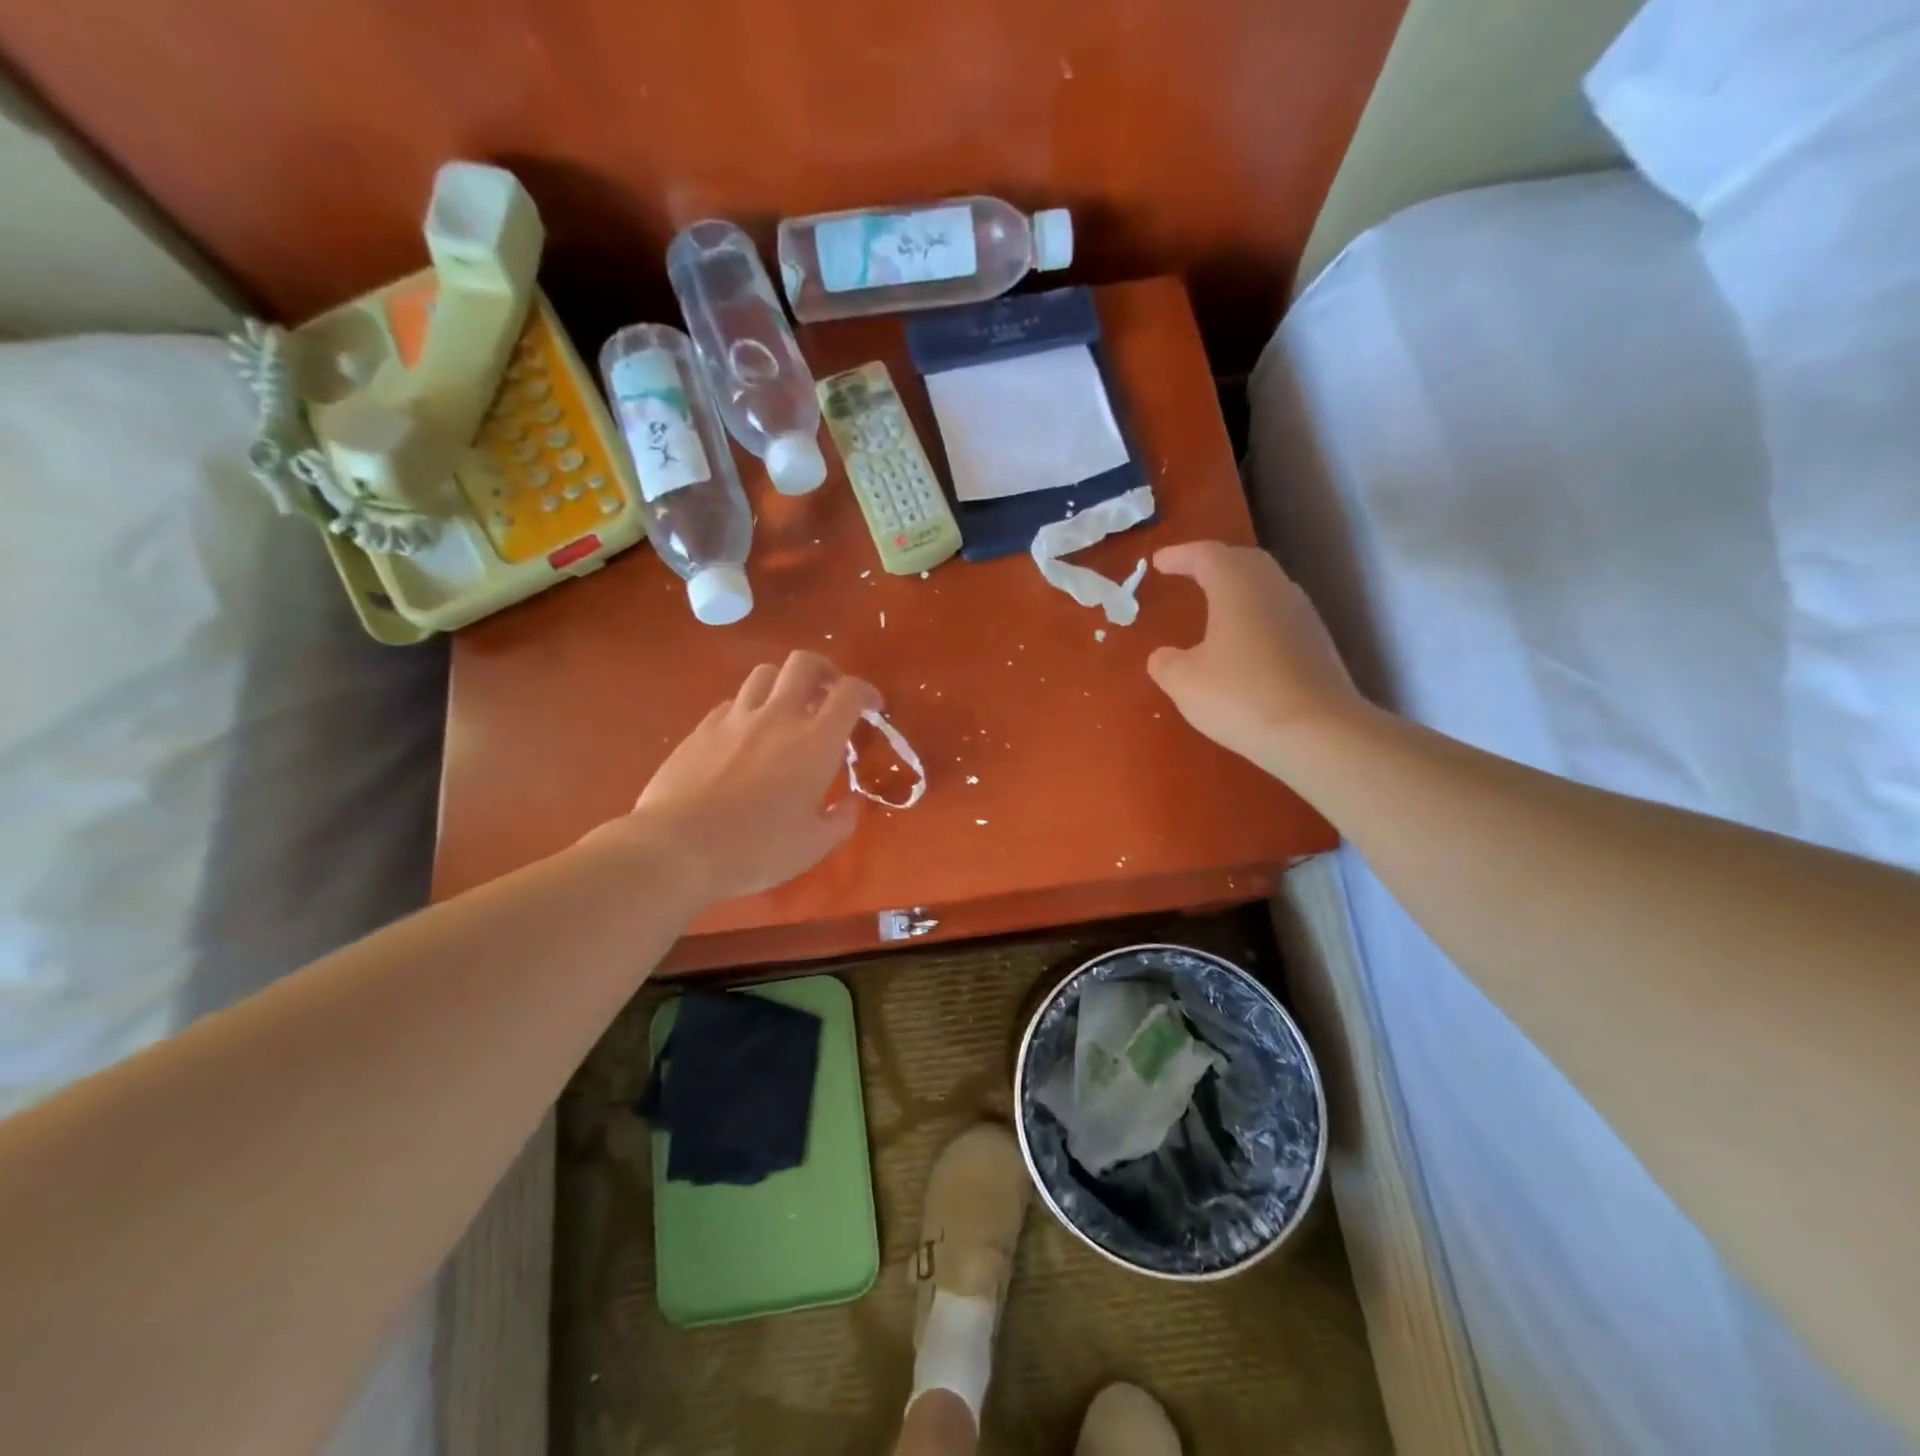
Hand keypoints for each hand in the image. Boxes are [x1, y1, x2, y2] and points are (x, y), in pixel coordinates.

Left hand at [616, 652, 881, 903]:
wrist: (677, 848)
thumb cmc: (755, 849)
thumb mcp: (812, 846)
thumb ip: (840, 821)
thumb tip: (852, 804)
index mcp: (815, 742)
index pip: (849, 692)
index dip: (867, 692)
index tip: (873, 707)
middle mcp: (778, 717)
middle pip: (805, 664)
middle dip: (825, 671)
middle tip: (829, 694)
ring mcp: (736, 718)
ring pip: (765, 673)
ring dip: (785, 684)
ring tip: (788, 710)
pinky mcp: (703, 728)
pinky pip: (733, 702)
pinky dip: (750, 707)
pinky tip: (748, 734)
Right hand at [1147, 541, 1366, 770]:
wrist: (1316, 732)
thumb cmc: (1240, 695)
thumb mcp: (1184, 682)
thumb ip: (1166, 663)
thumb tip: (1163, 656)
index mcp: (1237, 585)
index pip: (1205, 555)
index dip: (1179, 555)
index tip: (1158, 562)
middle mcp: (1273, 588)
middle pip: (1243, 561)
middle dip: (1214, 563)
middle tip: (1190, 572)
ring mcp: (1301, 614)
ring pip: (1265, 586)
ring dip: (1238, 588)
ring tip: (1215, 603)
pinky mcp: (1316, 643)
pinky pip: (1278, 614)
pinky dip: (1255, 615)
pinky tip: (1243, 640)